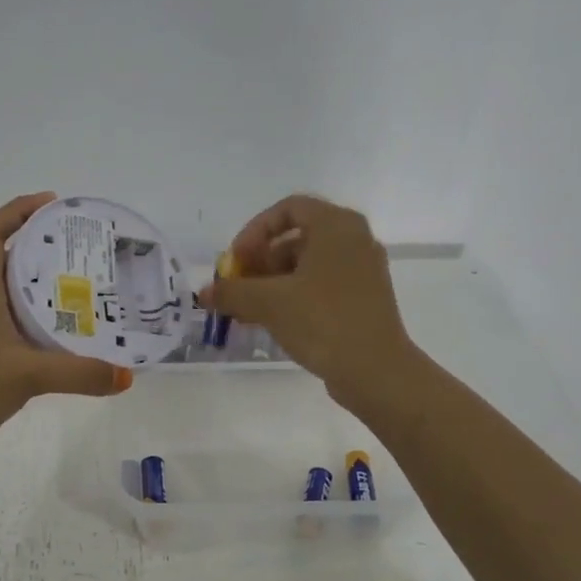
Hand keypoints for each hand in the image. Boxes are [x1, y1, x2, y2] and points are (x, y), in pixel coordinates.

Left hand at [0, 193, 130, 467]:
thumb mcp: (26, 373)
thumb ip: (78, 373)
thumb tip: (126, 376)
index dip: (17, 210)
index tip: (52, 204)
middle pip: (13, 260)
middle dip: (47, 248)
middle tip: (89, 249)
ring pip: (22, 297)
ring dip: (51, 288)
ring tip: (94, 286)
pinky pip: (28, 330)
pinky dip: (51, 325)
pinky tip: (80, 334)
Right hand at [199, 194, 416, 407]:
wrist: (376, 370)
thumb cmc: (322, 321)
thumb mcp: (269, 303)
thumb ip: (232, 292)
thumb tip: (205, 293)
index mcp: (336, 226)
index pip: (287, 209)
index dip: (254, 231)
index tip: (236, 261)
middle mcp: (354, 240)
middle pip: (297, 237)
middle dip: (260, 260)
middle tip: (238, 287)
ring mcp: (363, 270)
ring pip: (308, 264)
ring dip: (273, 281)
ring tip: (248, 310)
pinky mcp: (364, 298)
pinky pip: (321, 284)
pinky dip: (294, 295)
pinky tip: (272, 321)